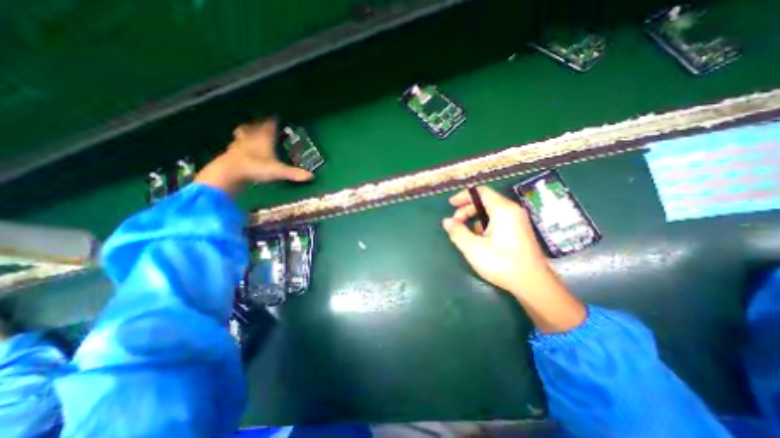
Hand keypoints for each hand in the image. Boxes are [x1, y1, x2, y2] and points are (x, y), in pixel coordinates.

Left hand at [229, 118, 314, 183]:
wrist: (229, 172)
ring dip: (246, 130)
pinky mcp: (230, 152)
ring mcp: (239, 144)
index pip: (269, 126)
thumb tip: (311, 176)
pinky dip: (237, 143)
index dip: (273, 121)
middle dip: (260, 123)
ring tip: (247, 129)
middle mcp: (251, 138)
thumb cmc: (256, 167)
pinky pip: (235, 144)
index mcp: (264, 139)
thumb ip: (294, 173)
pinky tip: (237, 146)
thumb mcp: (278, 171)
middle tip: (262, 120)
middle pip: (256, 127)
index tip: (275, 116)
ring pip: (243, 133)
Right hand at [444, 187, 554, 296]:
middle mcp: (512, 211)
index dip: (463, 196)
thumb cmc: (502, 263)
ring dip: (474, 219)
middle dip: (466, 210)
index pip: (481, 192)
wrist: (533, 284)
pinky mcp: (519, 230)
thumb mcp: (473, 248)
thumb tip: (447, 221)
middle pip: (485, 201)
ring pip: (490, 212)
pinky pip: (498, 220)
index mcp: (503, 210)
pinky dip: (485, 225)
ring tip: (466, 235)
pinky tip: (480, 241)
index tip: (451, 204)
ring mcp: (518, 220)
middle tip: (455, 223)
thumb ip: (457, 232)